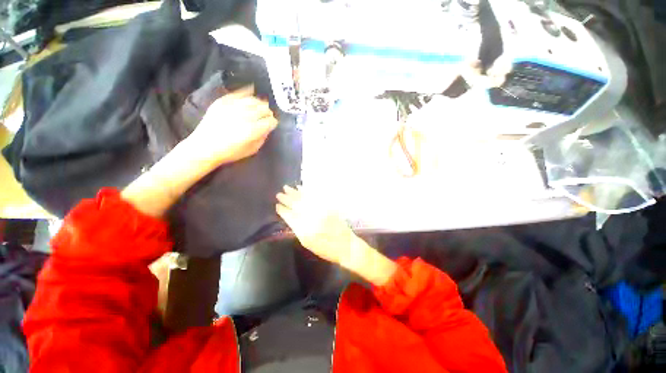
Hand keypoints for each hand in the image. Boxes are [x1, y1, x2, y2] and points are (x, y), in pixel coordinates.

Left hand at [186, 85, 277, 164]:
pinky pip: (238, 93)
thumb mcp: (252, 150)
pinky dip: (246, 91)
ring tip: (260, 106)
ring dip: (260, 103)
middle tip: (267, 116)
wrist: (204, 147)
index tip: (272, 124)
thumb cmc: (230, 152)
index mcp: (253, 130)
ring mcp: (233, 107)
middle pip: (263, 109)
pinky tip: (252, 89)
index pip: (270, 121)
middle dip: (268, 112)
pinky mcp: (223, 102)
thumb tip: (267, 128)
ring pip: (253, 100)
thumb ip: (262, 138)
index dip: (273, 122)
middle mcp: (245, 116)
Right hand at [276, 185, 359, 266]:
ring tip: (286, 188)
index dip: (283, 210)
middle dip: (286, 199)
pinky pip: (315, 196)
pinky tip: (301, 188)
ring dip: (294, 192)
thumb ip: (297, 230)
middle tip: (279, 194)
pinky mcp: (328, 206)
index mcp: (305, 230)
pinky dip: (307, 191)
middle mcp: (312, 218)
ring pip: (305, 199)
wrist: (346, 246)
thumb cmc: (325, 249)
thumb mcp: (308, 244)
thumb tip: (290, 218)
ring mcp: (321, 210)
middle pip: (296, 205)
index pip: (290, 216)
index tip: (277, 206)